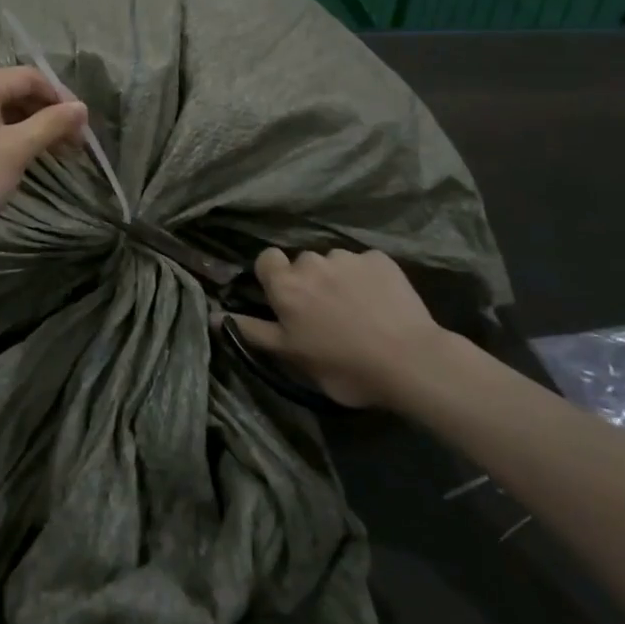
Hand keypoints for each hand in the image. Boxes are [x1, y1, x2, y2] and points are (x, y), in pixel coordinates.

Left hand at [0, 66, 88, 253]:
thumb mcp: (16, 151)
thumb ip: (51, 124)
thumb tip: (81, 107)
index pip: (29, 77)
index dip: (60, 98)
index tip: (83, 127)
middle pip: (13, 90)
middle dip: (46, 113)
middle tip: (73, 143)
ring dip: (29, 125)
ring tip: (54, 151)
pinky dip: (7, 133)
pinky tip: (23, 154)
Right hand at [227, 248, 453, 407]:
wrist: (411, 361)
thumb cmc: (344, 365)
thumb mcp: (292, 356)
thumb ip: (253, 332)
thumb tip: (213, 316)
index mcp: (286, 285)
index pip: (266, 260)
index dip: (274, 277)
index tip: (286, 301)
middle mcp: (311, 262)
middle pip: (301, 263)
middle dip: (309, 281)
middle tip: (325, 314)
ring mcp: (348, 258)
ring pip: (334, 263)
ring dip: (338, 279)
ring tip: (358, 309)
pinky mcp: (381, 260)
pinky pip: (365, 264)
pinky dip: (368, 278)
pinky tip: (381, 303)